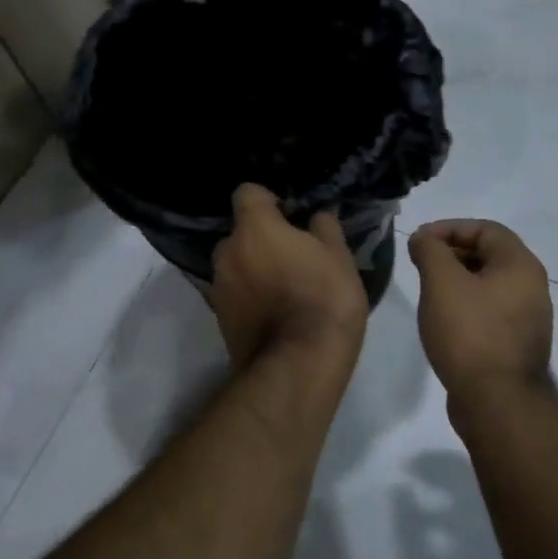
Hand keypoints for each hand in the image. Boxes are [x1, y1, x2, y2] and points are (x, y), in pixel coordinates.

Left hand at [209, 185, 368, 367]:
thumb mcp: (339, 258)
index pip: (248, 193)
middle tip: (291, 257)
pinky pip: (234, 295)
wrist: (297, 365)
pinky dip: (248, 298)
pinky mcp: (219, 319)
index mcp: (254, 228)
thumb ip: (325, 228)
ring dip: (252, 270)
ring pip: (235, 267)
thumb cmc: (324, 299)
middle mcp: (227, 252)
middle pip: (239, 234)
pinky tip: (273, 314)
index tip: (289, 216)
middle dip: (260, 240)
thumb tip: (318, 215)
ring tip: (283, 290)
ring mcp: (218, 288)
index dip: (268, 200)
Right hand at [408, 220, 554, 405]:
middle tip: (419, 264)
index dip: (449, 228)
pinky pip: (490, 311)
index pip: (485, 229)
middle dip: (451, 253)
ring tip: (427, 291)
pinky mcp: (516, 344)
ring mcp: (527, 318)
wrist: (497, 401)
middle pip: (489, 255)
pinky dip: (466, 306)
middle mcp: (531, 287)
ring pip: (489, 285)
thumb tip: (423, 238)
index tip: (418, 242)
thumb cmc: (469, 334)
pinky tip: (444, 321)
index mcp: (520, 265)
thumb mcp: (442, 283)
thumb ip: (430, 251)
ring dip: (457, 281)